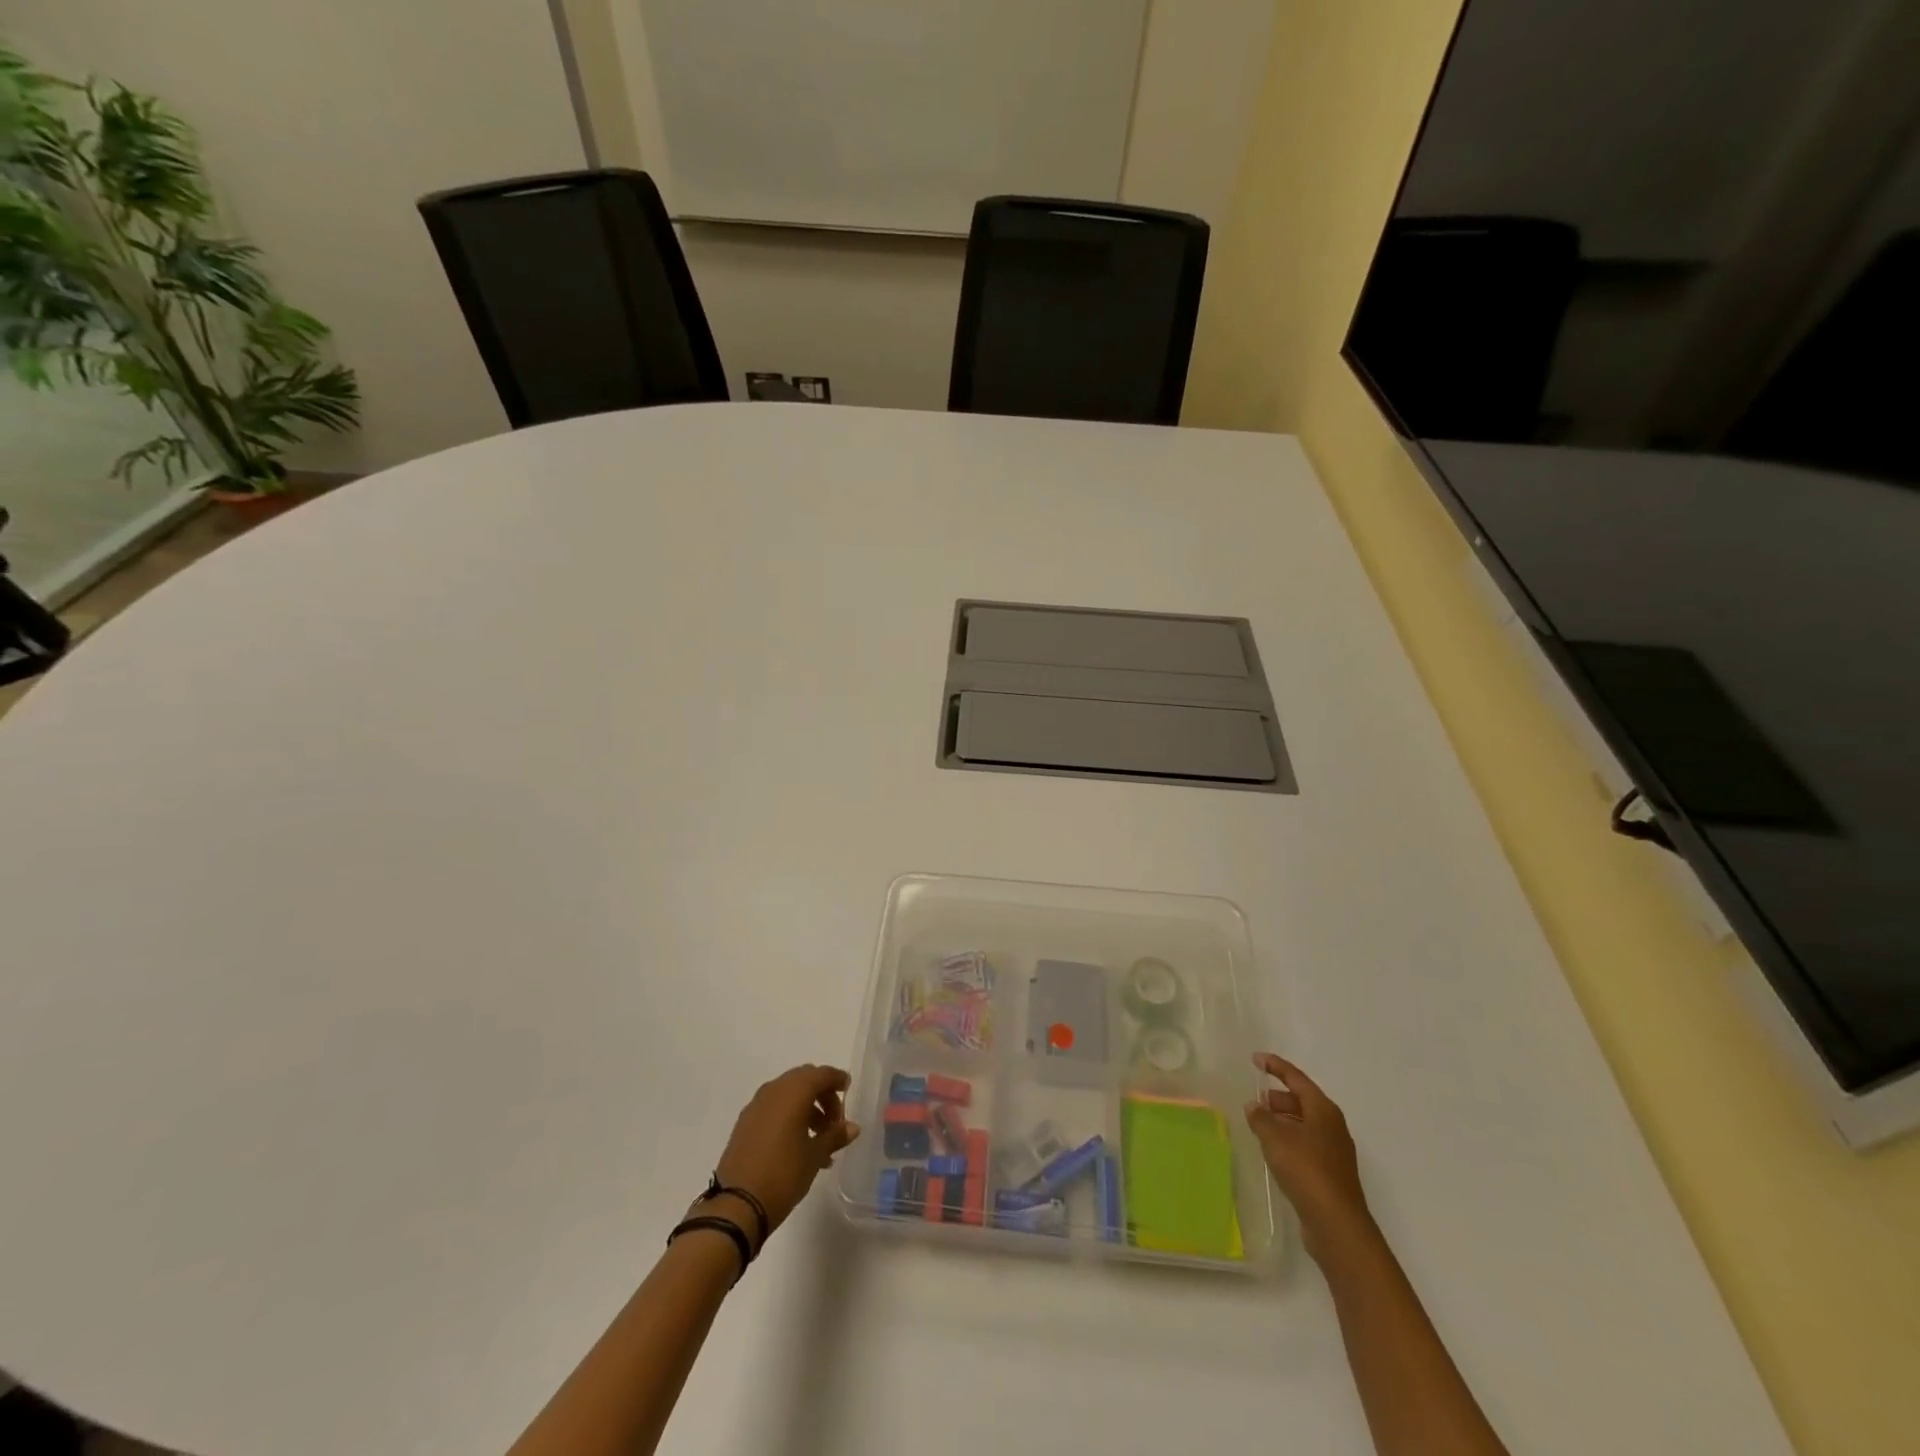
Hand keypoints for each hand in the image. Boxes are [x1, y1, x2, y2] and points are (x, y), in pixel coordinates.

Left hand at [709, 1064, 860, 1244]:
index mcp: (794, 1091)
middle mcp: (773, 1091)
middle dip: (822, 1096)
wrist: (736, 1205)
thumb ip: (835, 1136)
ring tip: (820, 1142)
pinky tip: (797, 1146)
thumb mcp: (815, 1156)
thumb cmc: (783, 1174)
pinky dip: (789, 1117)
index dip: (837, 1079)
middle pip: (804, 1081)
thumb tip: (853, 1127)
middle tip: (834, 1121)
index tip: (848, 1088)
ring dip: (806, 1109)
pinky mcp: (744, 1124)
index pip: (821, 1074)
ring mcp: (755, 1106)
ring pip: (788, 1096)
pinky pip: (773, 1110)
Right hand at [1245, 1052, 1374, 1261]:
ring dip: (1282, 1120)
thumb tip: (1254, 1105)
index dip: (1275, 1066)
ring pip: (1304, 1124)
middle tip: (1255, 1100)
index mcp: (1323, 1110)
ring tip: (1259, 1124)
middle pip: (1302, 1101)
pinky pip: (1305, 1144)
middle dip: (1278, 1097)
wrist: (1337, 1224)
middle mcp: (1332, 1126)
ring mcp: (1334, 1151)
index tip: (1256, 1059)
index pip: (1296, 1079)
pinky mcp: (1330, 1173)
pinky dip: (1288, 1139)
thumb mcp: (1275, 1138)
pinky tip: (1273, 1150)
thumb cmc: (1306, 1170)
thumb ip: (1261, 1118)